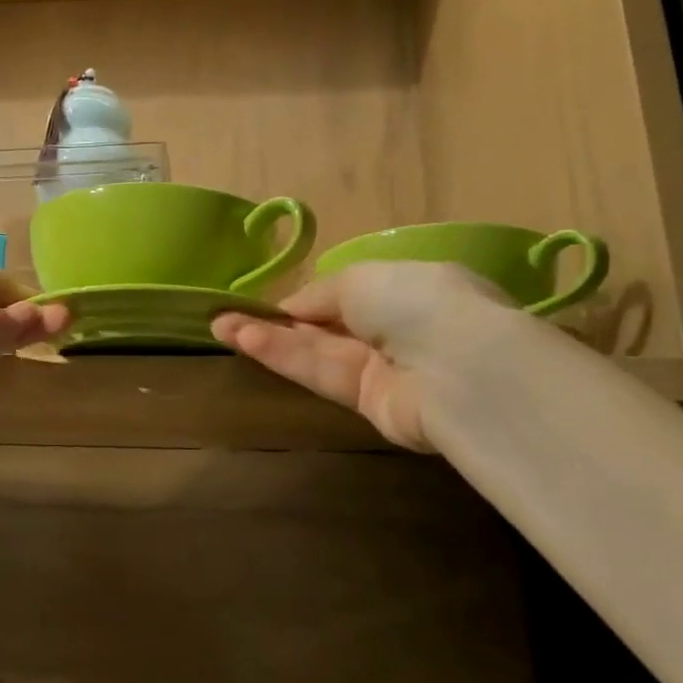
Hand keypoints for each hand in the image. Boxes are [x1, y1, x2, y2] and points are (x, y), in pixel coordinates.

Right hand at [212, 261, 515, 451]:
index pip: (347, 293)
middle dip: (277, 321)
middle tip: (226, 318)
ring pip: (317, 351)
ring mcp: (384, 368)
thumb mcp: (362, 278)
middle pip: (326, 325)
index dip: (305, 299)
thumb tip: (293, 310)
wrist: (460, 369)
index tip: (264, 303)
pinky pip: (322, 374)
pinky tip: (246, 343)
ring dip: (269, 339)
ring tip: (221, 327)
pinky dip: (285, 358)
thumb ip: (322, 293)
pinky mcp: (371, 404)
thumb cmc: (416, 301)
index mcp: (407, 287)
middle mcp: (396, 328)